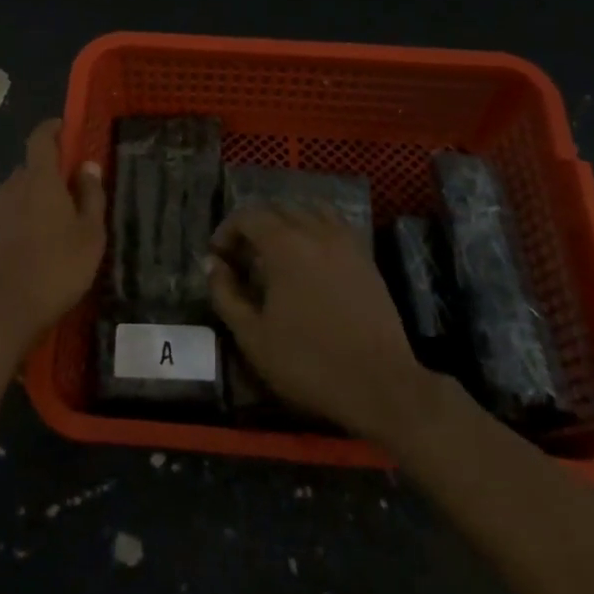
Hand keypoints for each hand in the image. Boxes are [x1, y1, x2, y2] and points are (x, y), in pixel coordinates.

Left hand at [0, 119, 104, 363]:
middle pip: (30, 169)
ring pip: (16, 196)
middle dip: (49, 173)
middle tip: (70, 193)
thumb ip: (91, 196)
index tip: (64, 128)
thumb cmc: (55, 269)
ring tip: (53, 228)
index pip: (41, 139)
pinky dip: (18, 224)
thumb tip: (87, 166)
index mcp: (39, 180)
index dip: (52, 129)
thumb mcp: (90, 235)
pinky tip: (31, 251)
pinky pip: (4, 220)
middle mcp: (11, 188)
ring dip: (33, 201)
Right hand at [207, 204, 433, 445]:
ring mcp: (346, 242)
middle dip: (254, 226)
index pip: (247, 216)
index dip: (226, 232)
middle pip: (278, 208)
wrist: (380, 385)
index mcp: (284, 244)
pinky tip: (310, 261)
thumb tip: (213, 264)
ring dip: (286, 223)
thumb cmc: (308, 362)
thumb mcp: (253, 335)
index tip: (218, 259)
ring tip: (277, 254)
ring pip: (309, 212)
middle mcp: (315, 231)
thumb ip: (226, 294)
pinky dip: (315, 230)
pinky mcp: (366, 258)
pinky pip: (334, 226)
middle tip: (243, 259)